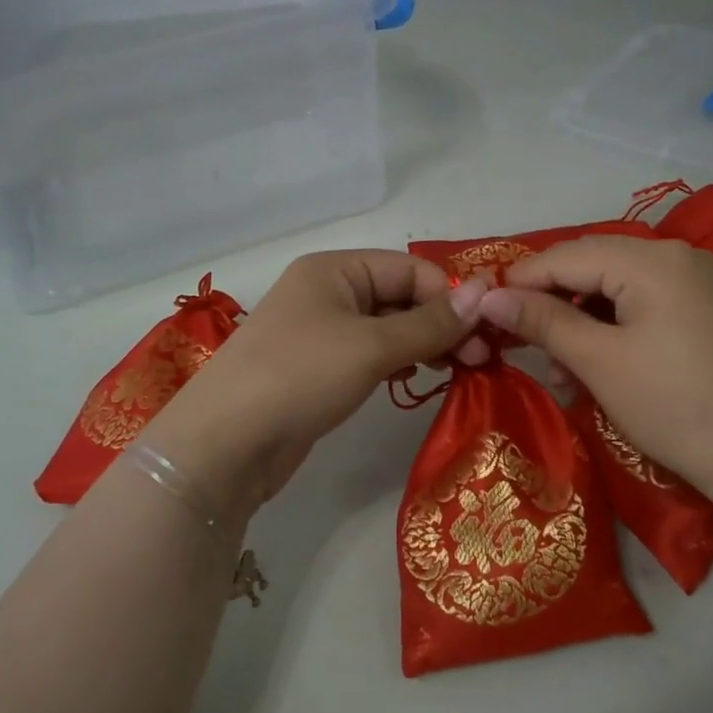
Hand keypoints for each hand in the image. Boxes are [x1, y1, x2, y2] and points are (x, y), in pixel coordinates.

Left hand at [144, 251, 488, 516]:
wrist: (225, 444)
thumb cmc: (300, 376)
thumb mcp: (372, 345)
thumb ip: (431, 322)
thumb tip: (488, 290)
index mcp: (334, 269)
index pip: (410, 269)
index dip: (450, 297)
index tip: (486, 335)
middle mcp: (327, 292)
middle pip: (400, 296)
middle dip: (442, 323)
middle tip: (478, 360)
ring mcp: (320, 332)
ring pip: (388, 328)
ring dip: (424, 344)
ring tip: (455, 370)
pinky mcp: (319, 369)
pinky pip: (370, 354)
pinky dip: (397, 362)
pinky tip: (413, 378)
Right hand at [477, 235, 712, 517]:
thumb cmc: (676, 405)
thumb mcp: (600, 363)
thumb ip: (543, 322)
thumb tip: (489, 297)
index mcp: (652, 259)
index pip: (567, 255)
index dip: (520, 281)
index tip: (483, 314)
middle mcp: (678, 256)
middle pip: (593, 268)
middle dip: (553, 307)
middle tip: (522, 350)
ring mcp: (699, 283)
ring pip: (618, 291)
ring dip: (582, 326)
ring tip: (565, 375)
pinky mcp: (709, 312)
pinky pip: (646, 308)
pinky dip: (615, 333)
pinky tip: (601, 369)